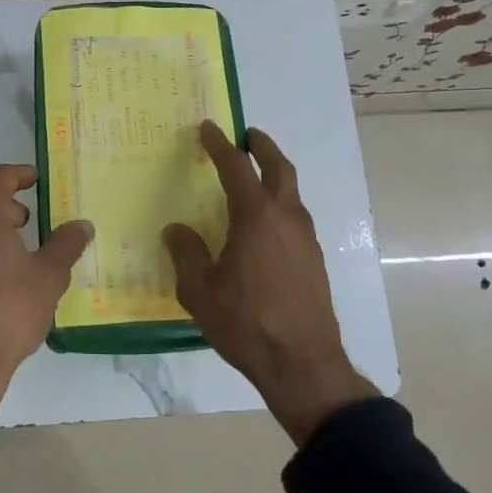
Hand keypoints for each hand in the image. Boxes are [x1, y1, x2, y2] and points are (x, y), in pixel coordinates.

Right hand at [165, 122, 378, 445]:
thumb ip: (186, 253)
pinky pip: (295, 218)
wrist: (302, 363)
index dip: (219, 145)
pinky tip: (265, 225)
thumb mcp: (200, 290)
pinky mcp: (314, 260)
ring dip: (275, 176)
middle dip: (262, 147)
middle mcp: (286, 218)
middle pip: (278, 168)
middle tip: (248, 135)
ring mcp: (306, 239)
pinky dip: (280, 205)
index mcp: (256, 217)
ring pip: (291, 193)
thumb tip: (177, 230)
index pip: (236, 167)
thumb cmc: (246, 322)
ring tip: (255, 178)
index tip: (207, 128)